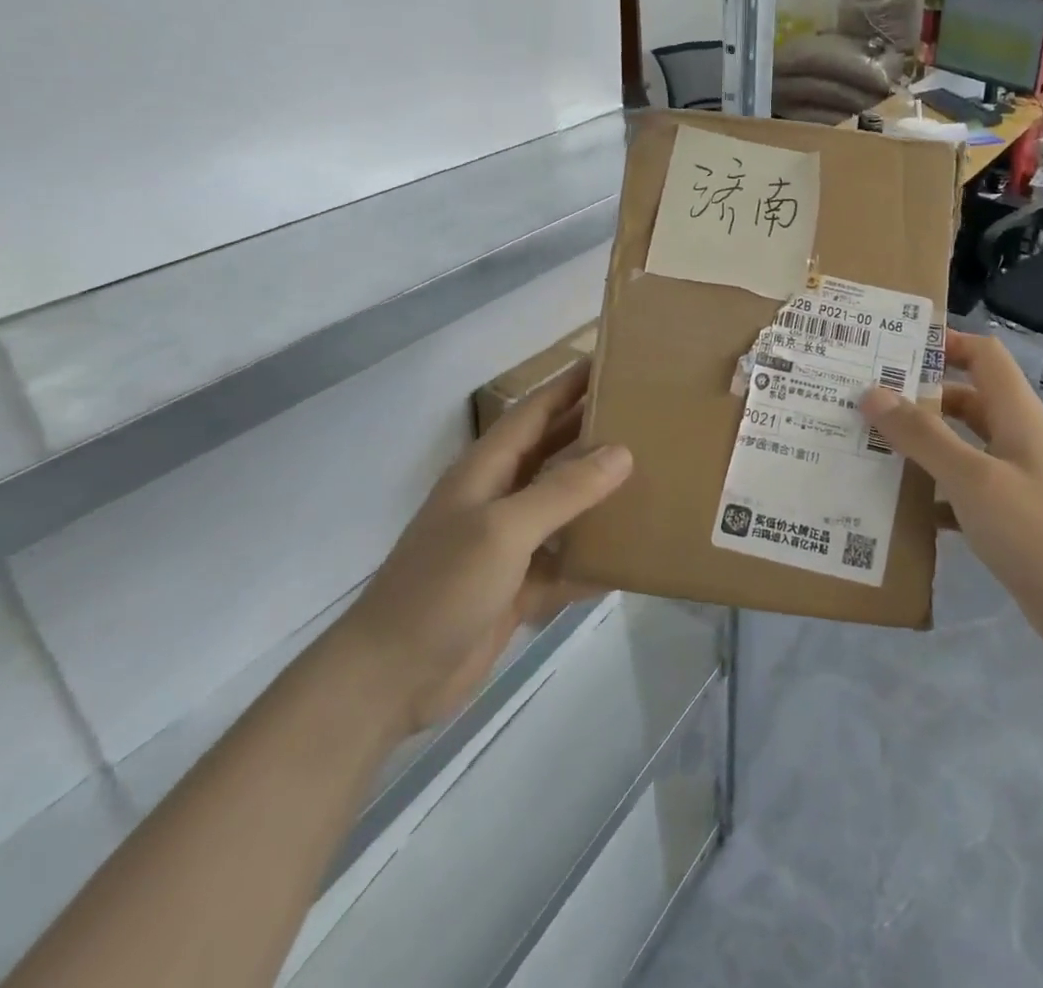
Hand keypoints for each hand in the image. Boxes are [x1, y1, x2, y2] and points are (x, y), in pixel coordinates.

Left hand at [340, 360, 632, 732]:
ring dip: (600, 497)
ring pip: (564, 509)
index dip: (570, 385)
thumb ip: (563, 490)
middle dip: (594, 432)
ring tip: (653, 480)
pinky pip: (565, 563)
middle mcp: (499, 498)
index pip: (535, 411)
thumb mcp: (504, 529)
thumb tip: (622, 452)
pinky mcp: (516, 587)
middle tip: (648, 417)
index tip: (613, 362)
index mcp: (487, 470)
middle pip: (553, 453)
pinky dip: (593, 560)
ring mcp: (507, 545)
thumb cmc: (441, 587)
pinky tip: (631, 559)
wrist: (390, 679)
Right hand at [860, 331, 1042, 668]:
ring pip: (960, 447)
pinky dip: (931, 492)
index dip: (946, 342)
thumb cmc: (1040, 533)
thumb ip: (923, 436)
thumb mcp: (974, 479)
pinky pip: (961, 491)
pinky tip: (896, 506)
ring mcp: (1014, 480)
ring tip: (867, 447)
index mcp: (1017, 415)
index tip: (893, 347)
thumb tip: (872, 393)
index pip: (983, 356)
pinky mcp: (1008, 518)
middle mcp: (1016, 440)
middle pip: (964, 400)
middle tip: (863, 400)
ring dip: (920, 445)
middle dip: (918, 396)